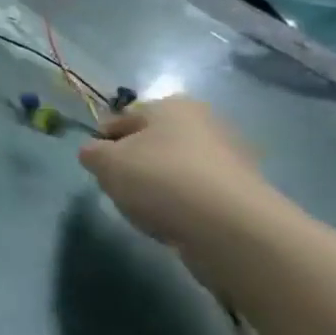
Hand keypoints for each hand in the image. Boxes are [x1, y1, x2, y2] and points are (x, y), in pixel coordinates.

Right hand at [78, 98, 278, 267]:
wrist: (231, 228)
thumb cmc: (159, 179)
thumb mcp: (104, 162)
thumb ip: (91, 152)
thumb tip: (96, 153)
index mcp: (172, 106)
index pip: (121, 120)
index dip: (103, 143)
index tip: (98, 167)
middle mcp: (206, 123)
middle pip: (151, 144)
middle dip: (133, 164)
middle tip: (121, 188)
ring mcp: (231, 158)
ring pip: (174, 169)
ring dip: (158, 185)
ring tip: (149, 209)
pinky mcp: (244, 191)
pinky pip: (198, 193)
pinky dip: (183, 203)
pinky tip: (175, 220)